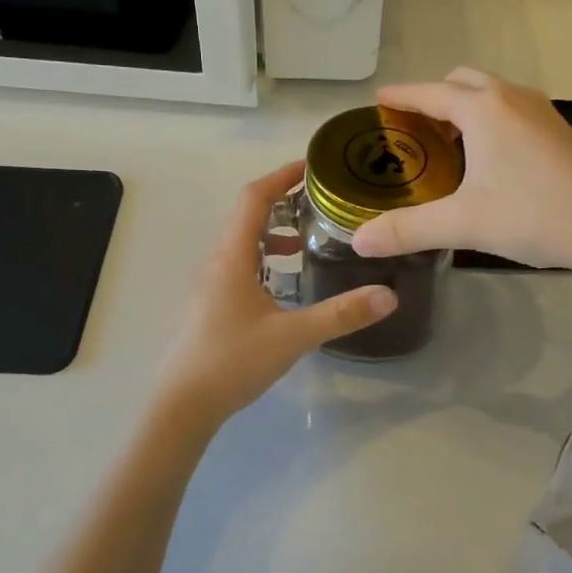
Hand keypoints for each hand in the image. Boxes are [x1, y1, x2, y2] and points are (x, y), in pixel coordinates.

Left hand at [154, 162, 397, 427]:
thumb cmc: (232, 361)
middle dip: (282, 203)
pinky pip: (238, 266)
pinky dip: (263, 260)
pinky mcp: (209, 305)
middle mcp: (216, 262)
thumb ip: (341, 314)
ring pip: (242, 243)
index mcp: (232, 257)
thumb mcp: (293, 336)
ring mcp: (209, 284)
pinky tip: (284, 284)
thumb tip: (389, 295)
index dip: (281, 176)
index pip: (254, 199)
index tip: (310, 167)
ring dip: (272, 233)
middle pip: (247, 216)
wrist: (182, 405)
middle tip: (319, 203)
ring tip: (306, 240)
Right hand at [351, 68, 571, 271]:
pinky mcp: (558, 131)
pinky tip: (488, 158)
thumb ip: (408, 230)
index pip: (429, 93)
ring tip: (446, 143)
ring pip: (491, 93)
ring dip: (464, 106)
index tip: (378, 102)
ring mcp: (540, 112)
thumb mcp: (464, 223)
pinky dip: (488, 118)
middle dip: (434, 97)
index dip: (400, 97)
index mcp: (484, 108)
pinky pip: (511, 109)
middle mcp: (511, 98)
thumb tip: (358, 240)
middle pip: (463, 81)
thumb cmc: (536, 214)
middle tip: (412, 129)